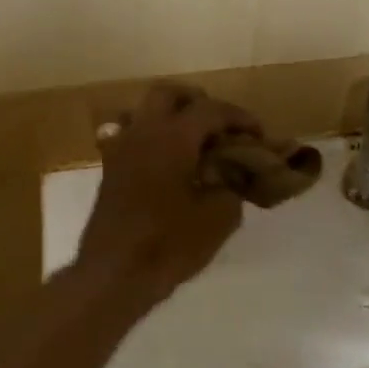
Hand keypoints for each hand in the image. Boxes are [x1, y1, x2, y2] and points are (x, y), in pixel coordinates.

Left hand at [75, 83, 258, 306]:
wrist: (115, 274)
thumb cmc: (170, 244)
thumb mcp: (219, 218)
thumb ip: (231, 186)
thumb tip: (232, 176)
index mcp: (173, 137)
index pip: (211, 109)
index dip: (239, 118)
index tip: (259, 134)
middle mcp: (143, 132)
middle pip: (169, 94)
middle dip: (198, 103)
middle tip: (221, 128)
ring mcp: (121, 149)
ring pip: (144, 111)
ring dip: (170, 117)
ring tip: (192, 142)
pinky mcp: (110, 170)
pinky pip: (128, 136)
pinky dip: (150, 138)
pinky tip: (165, 162)